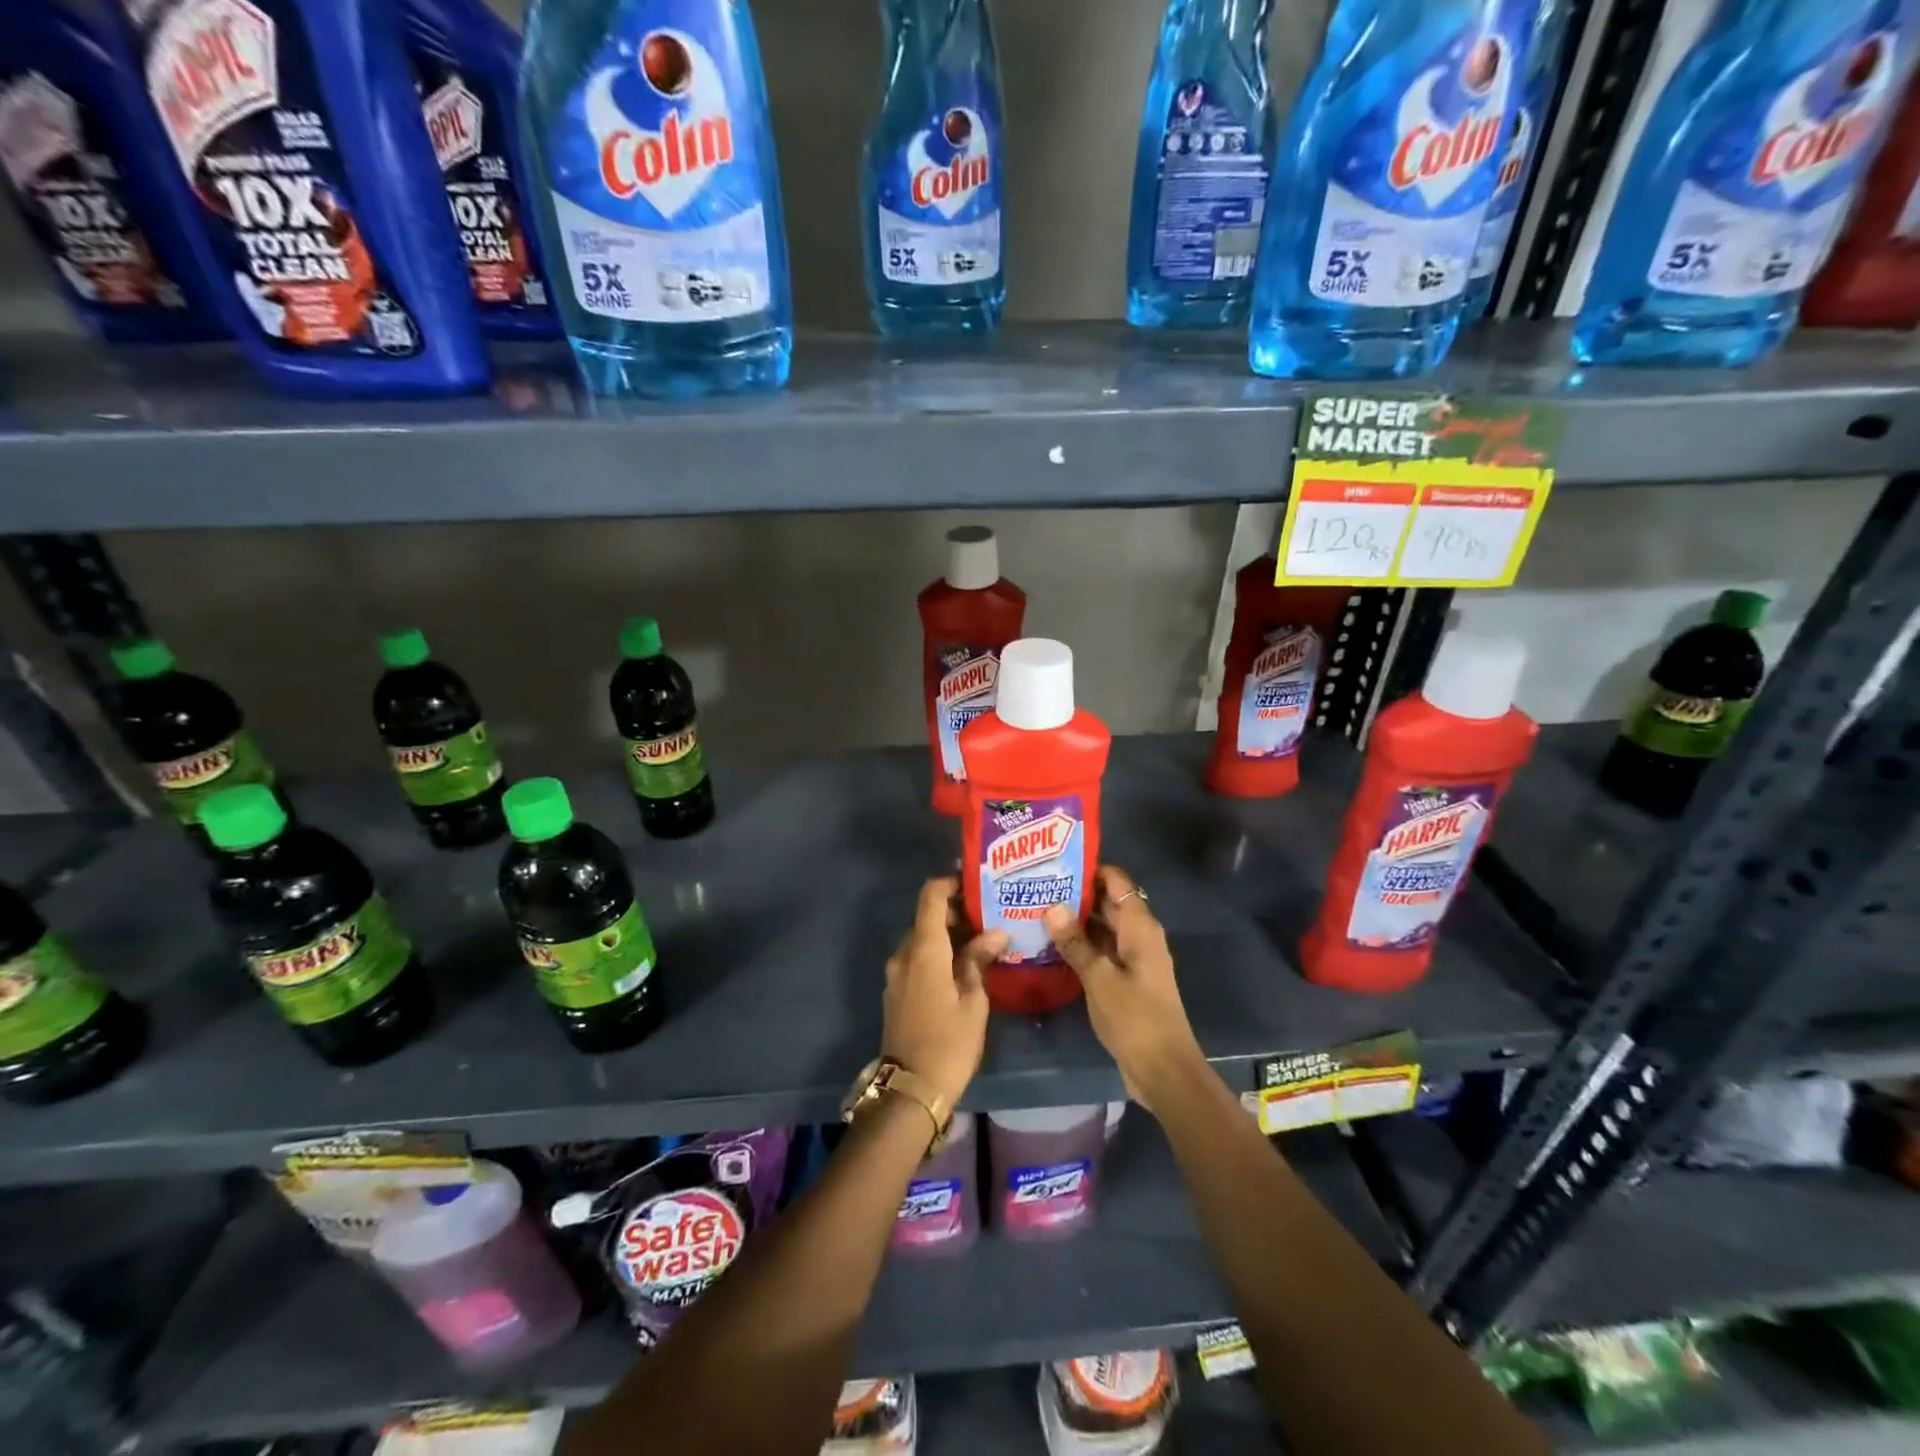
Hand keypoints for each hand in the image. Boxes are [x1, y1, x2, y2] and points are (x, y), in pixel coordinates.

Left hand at [881, 877, 1005, 1110]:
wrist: (910, 1090)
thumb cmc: (949, 1042)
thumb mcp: (973, 1001)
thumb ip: (980, 960)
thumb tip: (995, 932)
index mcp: (923, 949)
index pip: (931, 897)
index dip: (950, 883)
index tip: (976, 884)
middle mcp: (904, 954)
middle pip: (927, 918)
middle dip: (956, 913)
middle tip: (990, 917)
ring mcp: (896, 974)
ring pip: (922, 940)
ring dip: (948, 936)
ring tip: (983, 944)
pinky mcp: (896, 993)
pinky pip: (917, 960)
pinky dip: (938, 955)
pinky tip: (963, 969)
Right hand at [1044, 865, 1203, 1110]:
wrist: (1164, 1070)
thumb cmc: (1135, 1018)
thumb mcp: (1099, 978)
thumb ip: (1075, 942)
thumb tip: (1052, 906)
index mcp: (1140, 927)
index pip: (1116, 881)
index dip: (1089, 868)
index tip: (1055, 860)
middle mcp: (1139, 936)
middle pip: (1108, 902)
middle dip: (1076, 892)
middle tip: (1036, 884)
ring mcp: (1133, 959)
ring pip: (1103, 927)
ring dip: (1075, 920)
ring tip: (1035, 908)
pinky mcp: (1126, 980)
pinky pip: (1101, 950)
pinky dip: (1081, 944)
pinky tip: (1050, 944)